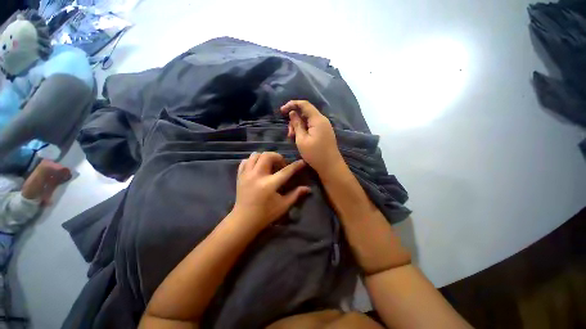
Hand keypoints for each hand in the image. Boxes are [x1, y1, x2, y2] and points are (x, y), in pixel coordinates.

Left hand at [231, 152, 310, 230]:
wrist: (244, 221)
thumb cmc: (265, 214)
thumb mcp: (283, 206)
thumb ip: (295, 195)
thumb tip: (308, 188)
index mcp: (269, 184)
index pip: (286, 171)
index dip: (296, 165)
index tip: (301, 162)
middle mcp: (257, 176)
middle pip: (267, 156)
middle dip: (278, 157)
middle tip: (282, 165)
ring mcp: (246, 175)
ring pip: (255, 155)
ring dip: (265, 157)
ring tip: (270, 164)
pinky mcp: (240, 176)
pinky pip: (245, 161)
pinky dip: (253, 160)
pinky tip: (258, 167)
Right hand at [281, 100, 343, 174]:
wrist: (331, 167)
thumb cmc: (315, 154)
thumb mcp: (301, 139)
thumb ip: (297, 125)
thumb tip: (293, 113)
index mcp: (317, 119)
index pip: (304, 104)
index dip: (292, 104)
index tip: (281, 111)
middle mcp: (322, 120)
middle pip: (305, 113)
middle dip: (294, 121)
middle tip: (289, 134)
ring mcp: (324, 127)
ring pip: (307, 121)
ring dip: (298, 127)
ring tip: (293, 139)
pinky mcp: (323, 133)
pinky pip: (311, 127)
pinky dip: (304, 131)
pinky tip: (300, 140)